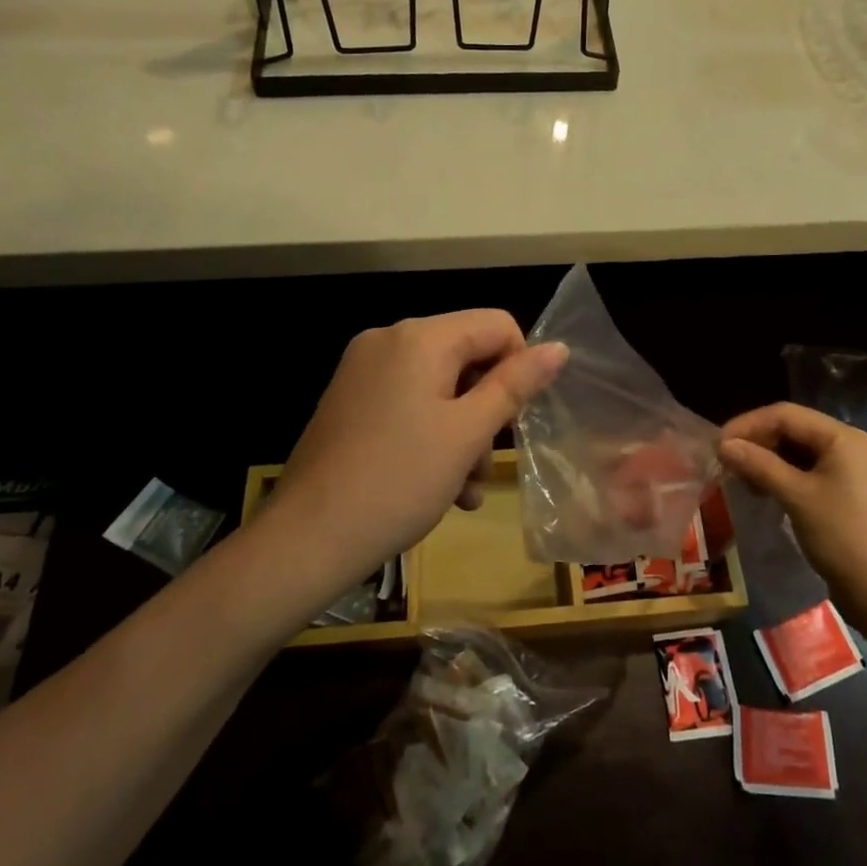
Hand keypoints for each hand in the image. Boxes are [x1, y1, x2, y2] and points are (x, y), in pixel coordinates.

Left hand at [270, 311, 567, 581]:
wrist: (307, 540)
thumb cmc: (399, 482)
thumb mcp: (468, 433)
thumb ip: (515, 385)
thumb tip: (559, 347)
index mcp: (419, 337)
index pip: (496, 325)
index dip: (519, 368)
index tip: (516, 421)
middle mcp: (387, 340)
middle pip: (466, 356)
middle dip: (487, 410)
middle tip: (486, 463)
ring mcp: (362, 371)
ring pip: (439, 386)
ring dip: (462, 433)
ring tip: (465, 488)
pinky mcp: (349, 401)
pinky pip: (408, 403)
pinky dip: (431, 435)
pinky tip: (439, 487)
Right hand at [719, 403, 866, 615]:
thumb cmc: (842, 536)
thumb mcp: (797, 497)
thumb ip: (759, 465)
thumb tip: (723, 445)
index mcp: (841, 437)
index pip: (785, 415)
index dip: (748, 425)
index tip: (717, 445)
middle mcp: (846, 445)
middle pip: (791, 430)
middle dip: (756, 442)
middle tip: (725, 463)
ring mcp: (847, 469)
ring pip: (796, 451)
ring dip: (765, 460)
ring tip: (740, 479)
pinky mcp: (843, 492)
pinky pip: (805, 471)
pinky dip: (780, 476)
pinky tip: (762, 491)